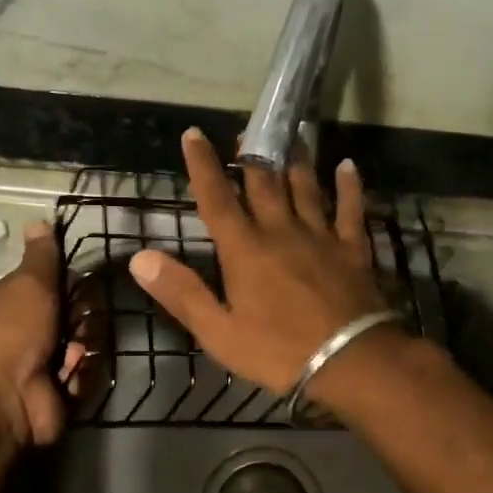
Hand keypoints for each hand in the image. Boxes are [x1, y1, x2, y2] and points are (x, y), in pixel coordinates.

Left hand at [0, 222, 75, 446]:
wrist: (5, 398)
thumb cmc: (13, 332)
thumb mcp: (29, 284)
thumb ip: (41, 256)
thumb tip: (39, 220)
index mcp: (15, 302)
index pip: (53, 285)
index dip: (71, 284)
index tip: (82, 286)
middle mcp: (29, 331)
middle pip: (75, 316)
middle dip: (83, 319)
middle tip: (78, 324)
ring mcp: (45, 363)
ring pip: (85, 345)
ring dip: (83, 349)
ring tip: (72, 356)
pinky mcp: (61, 391)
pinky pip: (86, 375)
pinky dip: (81, 376)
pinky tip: (70, 377)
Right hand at [128, 128, 393, 396]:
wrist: (350, 360)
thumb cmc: (278, 351)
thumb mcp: (218, 332)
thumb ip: (181, 293)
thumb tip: (139, 258)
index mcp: (245, 250)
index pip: (217, 199)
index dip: (202, 166)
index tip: (194, 135)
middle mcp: (281, 232)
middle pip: (264, 185)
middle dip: (251, 156)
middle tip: (246, 132)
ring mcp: (321, 236)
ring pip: (306, 188)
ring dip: (296, 161)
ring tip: (292, 136)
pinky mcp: (353, 248)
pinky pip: (350, 209)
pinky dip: (348, 186)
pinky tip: (347, 166)